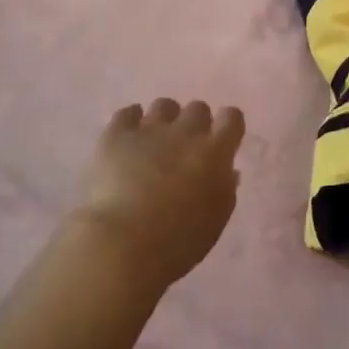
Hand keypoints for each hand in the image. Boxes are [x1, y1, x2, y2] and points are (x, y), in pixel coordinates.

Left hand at [73, 99, 245, 289]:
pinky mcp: (116, 134)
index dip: (228, 126)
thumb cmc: (177, 242)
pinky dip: (131, 122)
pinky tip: (128, 140)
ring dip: (164, 121)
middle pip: (197, 109)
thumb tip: (227, 170)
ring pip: (164, 106)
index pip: (232, 118)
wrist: (121, 242)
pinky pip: (128, 113)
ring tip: (154, 144)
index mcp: (215, 152)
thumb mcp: (214, 222)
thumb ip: (224, 190)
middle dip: (195, 124)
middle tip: (185, 149)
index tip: (223, 140)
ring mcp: (149, 129)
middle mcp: (185, 131)